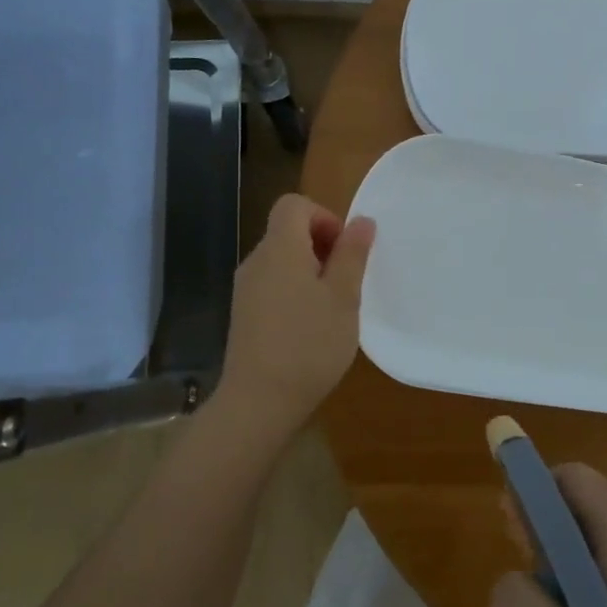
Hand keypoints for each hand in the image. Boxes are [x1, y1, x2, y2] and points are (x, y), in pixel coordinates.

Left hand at [216, 194, 374, 436]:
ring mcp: (245, 289)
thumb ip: (352, 255)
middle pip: (287, 231)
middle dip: (322, 247)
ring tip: (333, 309)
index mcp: (279, 248)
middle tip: (346, 283)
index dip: (324, 217)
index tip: (345, 252)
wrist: (258, 402)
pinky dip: (295, 292)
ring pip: (282, 261)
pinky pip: (273, 285)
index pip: (294, 204)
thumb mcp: (343, 298)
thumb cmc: (309, 345)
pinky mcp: (244, 315)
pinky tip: (311, 328)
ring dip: (311, 272)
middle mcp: (256, 261)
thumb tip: (362, 221)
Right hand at [492, 465, 606, 606]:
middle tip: (522, 583)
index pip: (574, 479)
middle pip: (589, 511)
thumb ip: (517, 602)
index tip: (510, 531)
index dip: (533, 491)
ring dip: (565, 572)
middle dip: (546, 534)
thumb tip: (514, 581)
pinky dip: (589, 598)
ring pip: (603, 552)